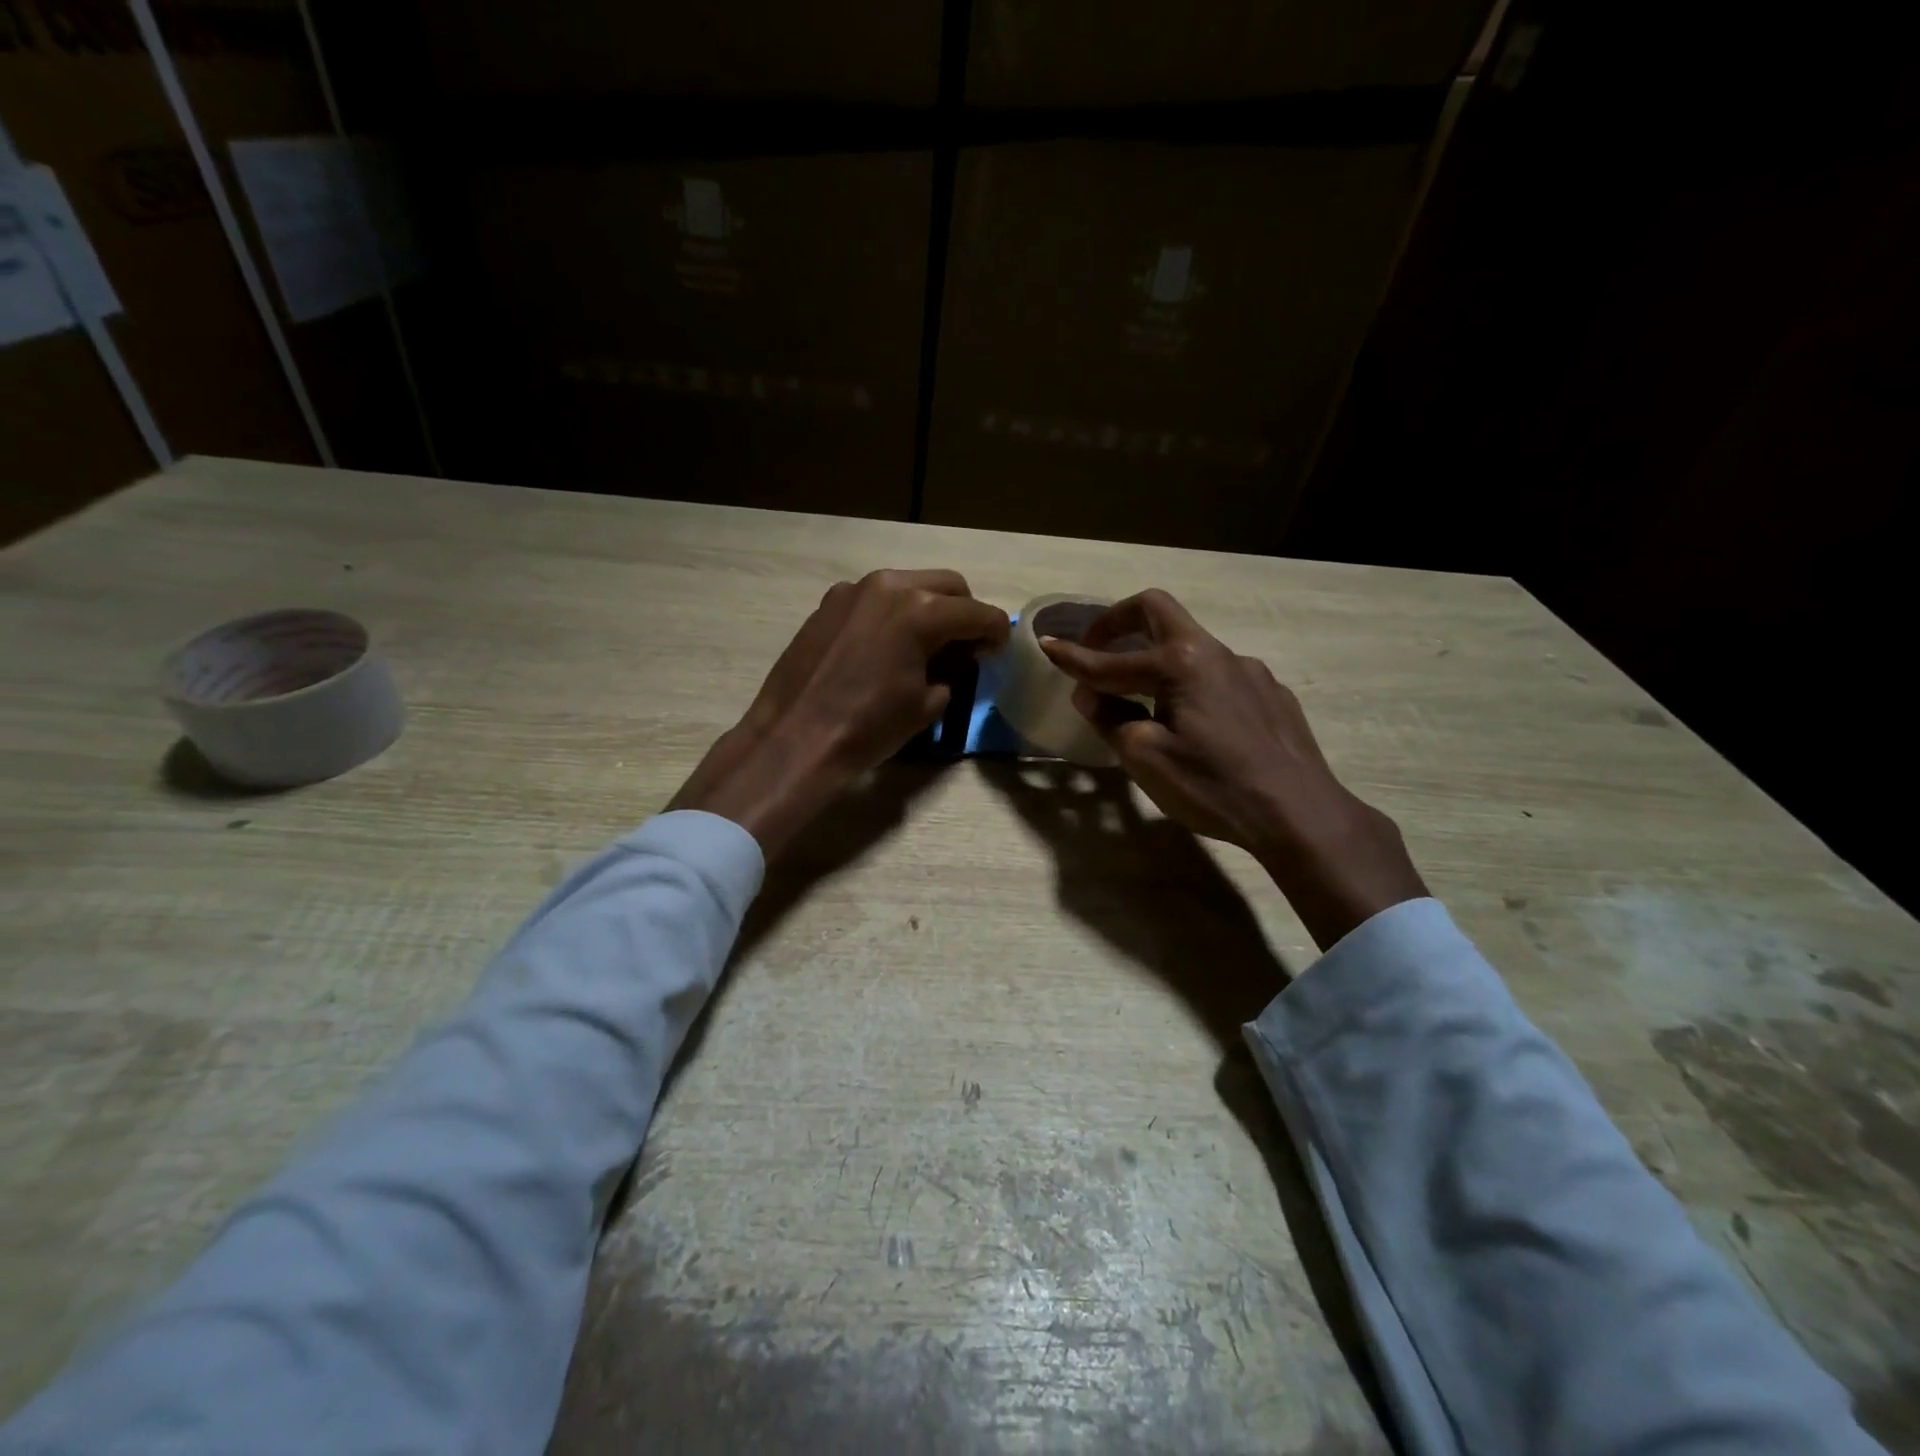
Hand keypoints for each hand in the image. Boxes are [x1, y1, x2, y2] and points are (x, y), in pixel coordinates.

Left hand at [672, 570, 1008, 856]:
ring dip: (929, 607)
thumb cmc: (869, 727)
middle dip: (965, 613)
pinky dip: (893, 612)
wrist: (797, 737)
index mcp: (922, 611)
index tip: (998, 652)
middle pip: (949, 586)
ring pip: (910, 584)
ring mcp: (854, 590)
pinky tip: (886, 645)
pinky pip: (875, 597)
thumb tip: (956, 658)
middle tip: (966, 646)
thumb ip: (952, 671)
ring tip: (927, 644)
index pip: (979, 613)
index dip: (997, 633)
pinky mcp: (829, 602)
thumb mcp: (927, 705)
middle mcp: (890, 586)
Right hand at [1039, 589, 1426, 949]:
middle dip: (1118, 622)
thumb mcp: (1146, 757)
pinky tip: (1193, 722)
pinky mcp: (1270, 693)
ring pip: (1190, 647)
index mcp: (1181, 662)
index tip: (1046, 645)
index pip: (1112, 659)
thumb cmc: (1213, 786)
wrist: (1300, 814)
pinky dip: (1189, 684)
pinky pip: (1217, 675)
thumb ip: (1111, 717)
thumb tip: (1088, 693)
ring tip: (1142, 696)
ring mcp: (1249, 670)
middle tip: (1095, 646)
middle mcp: (1216, 652)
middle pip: (1158, 612)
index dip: (1074, 656)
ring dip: (1156, 658)